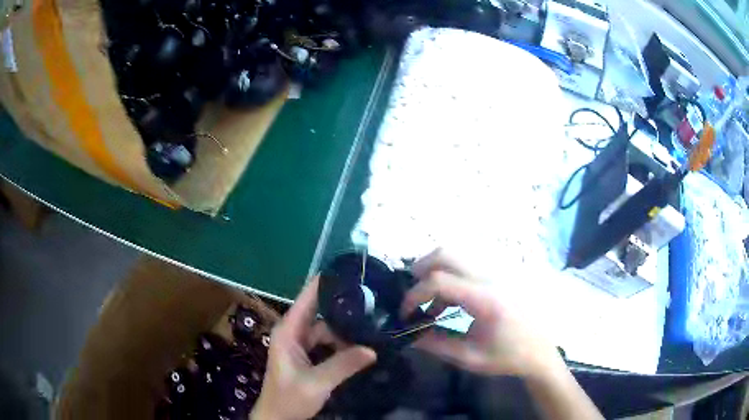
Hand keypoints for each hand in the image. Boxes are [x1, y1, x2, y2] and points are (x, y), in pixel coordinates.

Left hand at [251, 277, 376, 419]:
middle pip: (321, 312)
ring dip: (346, 330)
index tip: (350, 272)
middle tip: (374, 302)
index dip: (325, 283)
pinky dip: (343, 344)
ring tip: (373, 325)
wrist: (278, 418)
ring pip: (328, 329)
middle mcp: (294, 333)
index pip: (307, 298)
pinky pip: (329, 343)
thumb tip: (373, 349)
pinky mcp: (309, 357)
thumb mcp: (317, 383)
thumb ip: (343, 365)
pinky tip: (362, 344)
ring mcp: (302, 345)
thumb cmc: (289, 398)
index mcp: (288, 331)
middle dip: (344, 307)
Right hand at [401, 249, 562, 378]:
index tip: (405, 314)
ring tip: (431, 303)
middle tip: (413, 296)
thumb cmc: (507, 357)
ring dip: (435, 272)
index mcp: (485, 299)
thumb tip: (407, 333)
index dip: (414, 295)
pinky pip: (466, 265)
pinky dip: (449, 276)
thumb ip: (435, 344)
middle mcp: (491, 277)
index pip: (439, 281)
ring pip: (456, 255)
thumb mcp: (469, 357)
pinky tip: (449, 302)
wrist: (539, 351)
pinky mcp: (499, 275)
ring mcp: (497, 273)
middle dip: (421, 271)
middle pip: (446, 254)